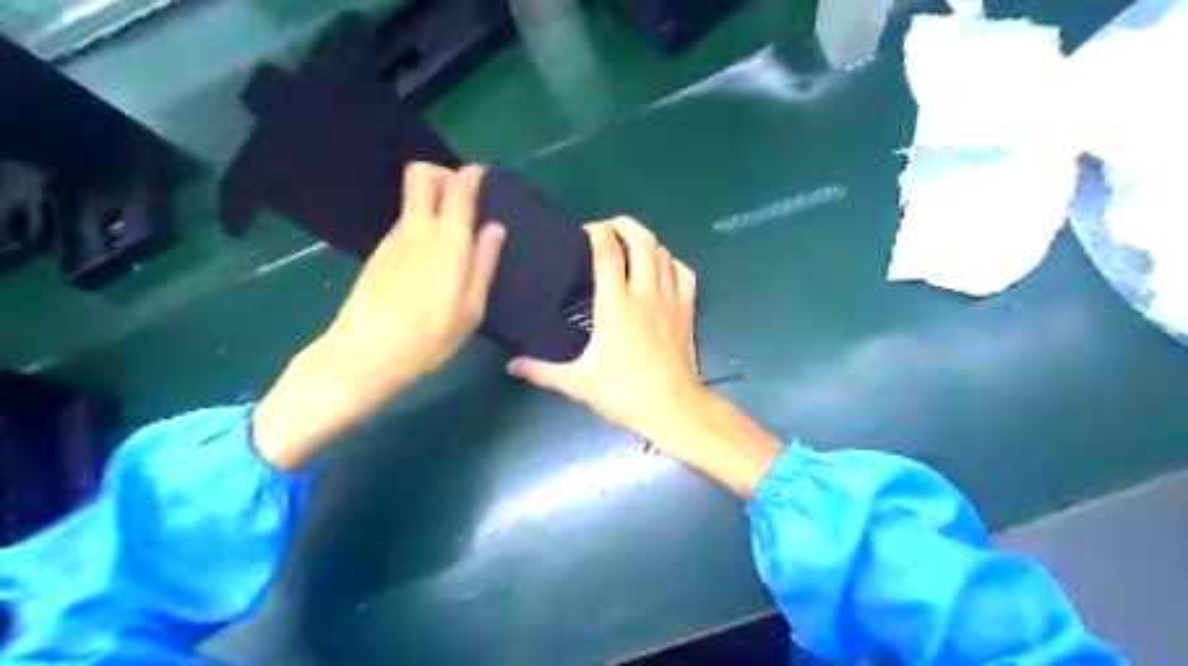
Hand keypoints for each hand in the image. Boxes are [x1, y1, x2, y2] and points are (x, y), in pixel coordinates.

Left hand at [254, 163, 505, 469]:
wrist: (363, 356)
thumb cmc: (428, 339)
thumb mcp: (470, 310)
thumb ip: (483, 264)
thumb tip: (495, 228)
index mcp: (446, 242)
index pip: (456, 186)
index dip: (472, 175)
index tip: (485, 179)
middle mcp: (417, 230)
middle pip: (422, 174)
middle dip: (445, 173)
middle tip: (466, 196)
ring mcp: (393, 240)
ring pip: (413, 198)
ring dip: (434, 200)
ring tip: (454, 231)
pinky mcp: (379, 254)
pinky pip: (405, 222)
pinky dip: (422, 223)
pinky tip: (431, 256)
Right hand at [505, 220, 697, 441]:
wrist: (673, 408)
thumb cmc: (625, 393)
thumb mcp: (579, 382)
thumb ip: (542, 370)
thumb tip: (511, 365)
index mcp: (616, 305)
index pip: (608, 252)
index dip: (597, 232)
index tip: (586, 231)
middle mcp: (645, 292)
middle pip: (642, 240)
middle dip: (625, 225)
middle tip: (608, 229)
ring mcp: (671, 299)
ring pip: (663, 252)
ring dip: (646, 241)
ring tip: (630, 247)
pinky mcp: (688, 309)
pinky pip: (684, 272)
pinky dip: (671, 262)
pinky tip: (660, 268)